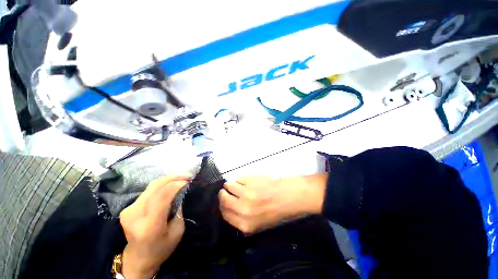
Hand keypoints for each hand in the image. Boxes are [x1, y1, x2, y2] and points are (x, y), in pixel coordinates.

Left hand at [119, 175, 189, 278]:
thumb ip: (178, 210)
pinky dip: (161, 185)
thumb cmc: (161, 248)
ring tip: (181, 179)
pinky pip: (148, 191)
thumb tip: (181, 192)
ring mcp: (129, 211)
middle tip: (187, 176)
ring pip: (151, 186)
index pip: (162, 197)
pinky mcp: (127, 208)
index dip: (176, 185)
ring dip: (168, 180)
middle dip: (173, 178)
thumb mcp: (177, 231)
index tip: (189, 181)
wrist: (138, 259)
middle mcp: (135, 216)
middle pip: (155, 187)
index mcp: (149, 226)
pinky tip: (170, 186)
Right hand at [219, 174, 327, 233]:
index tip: (225, 200)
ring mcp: (246, 193)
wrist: (293, 195)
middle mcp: (242, 210)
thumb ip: (243, 219)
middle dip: (224, 194)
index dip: (223, 206)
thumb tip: (231, 207)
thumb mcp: (260, 224)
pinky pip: (238, 177)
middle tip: (228, 190)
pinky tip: (247, 180)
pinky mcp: (250, 181)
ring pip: (228, 185)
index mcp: (245, 224)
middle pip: (223, 199)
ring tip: (239, 183)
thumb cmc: (279, 211)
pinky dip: (239, 178)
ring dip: (231, 184)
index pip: (224, 214)